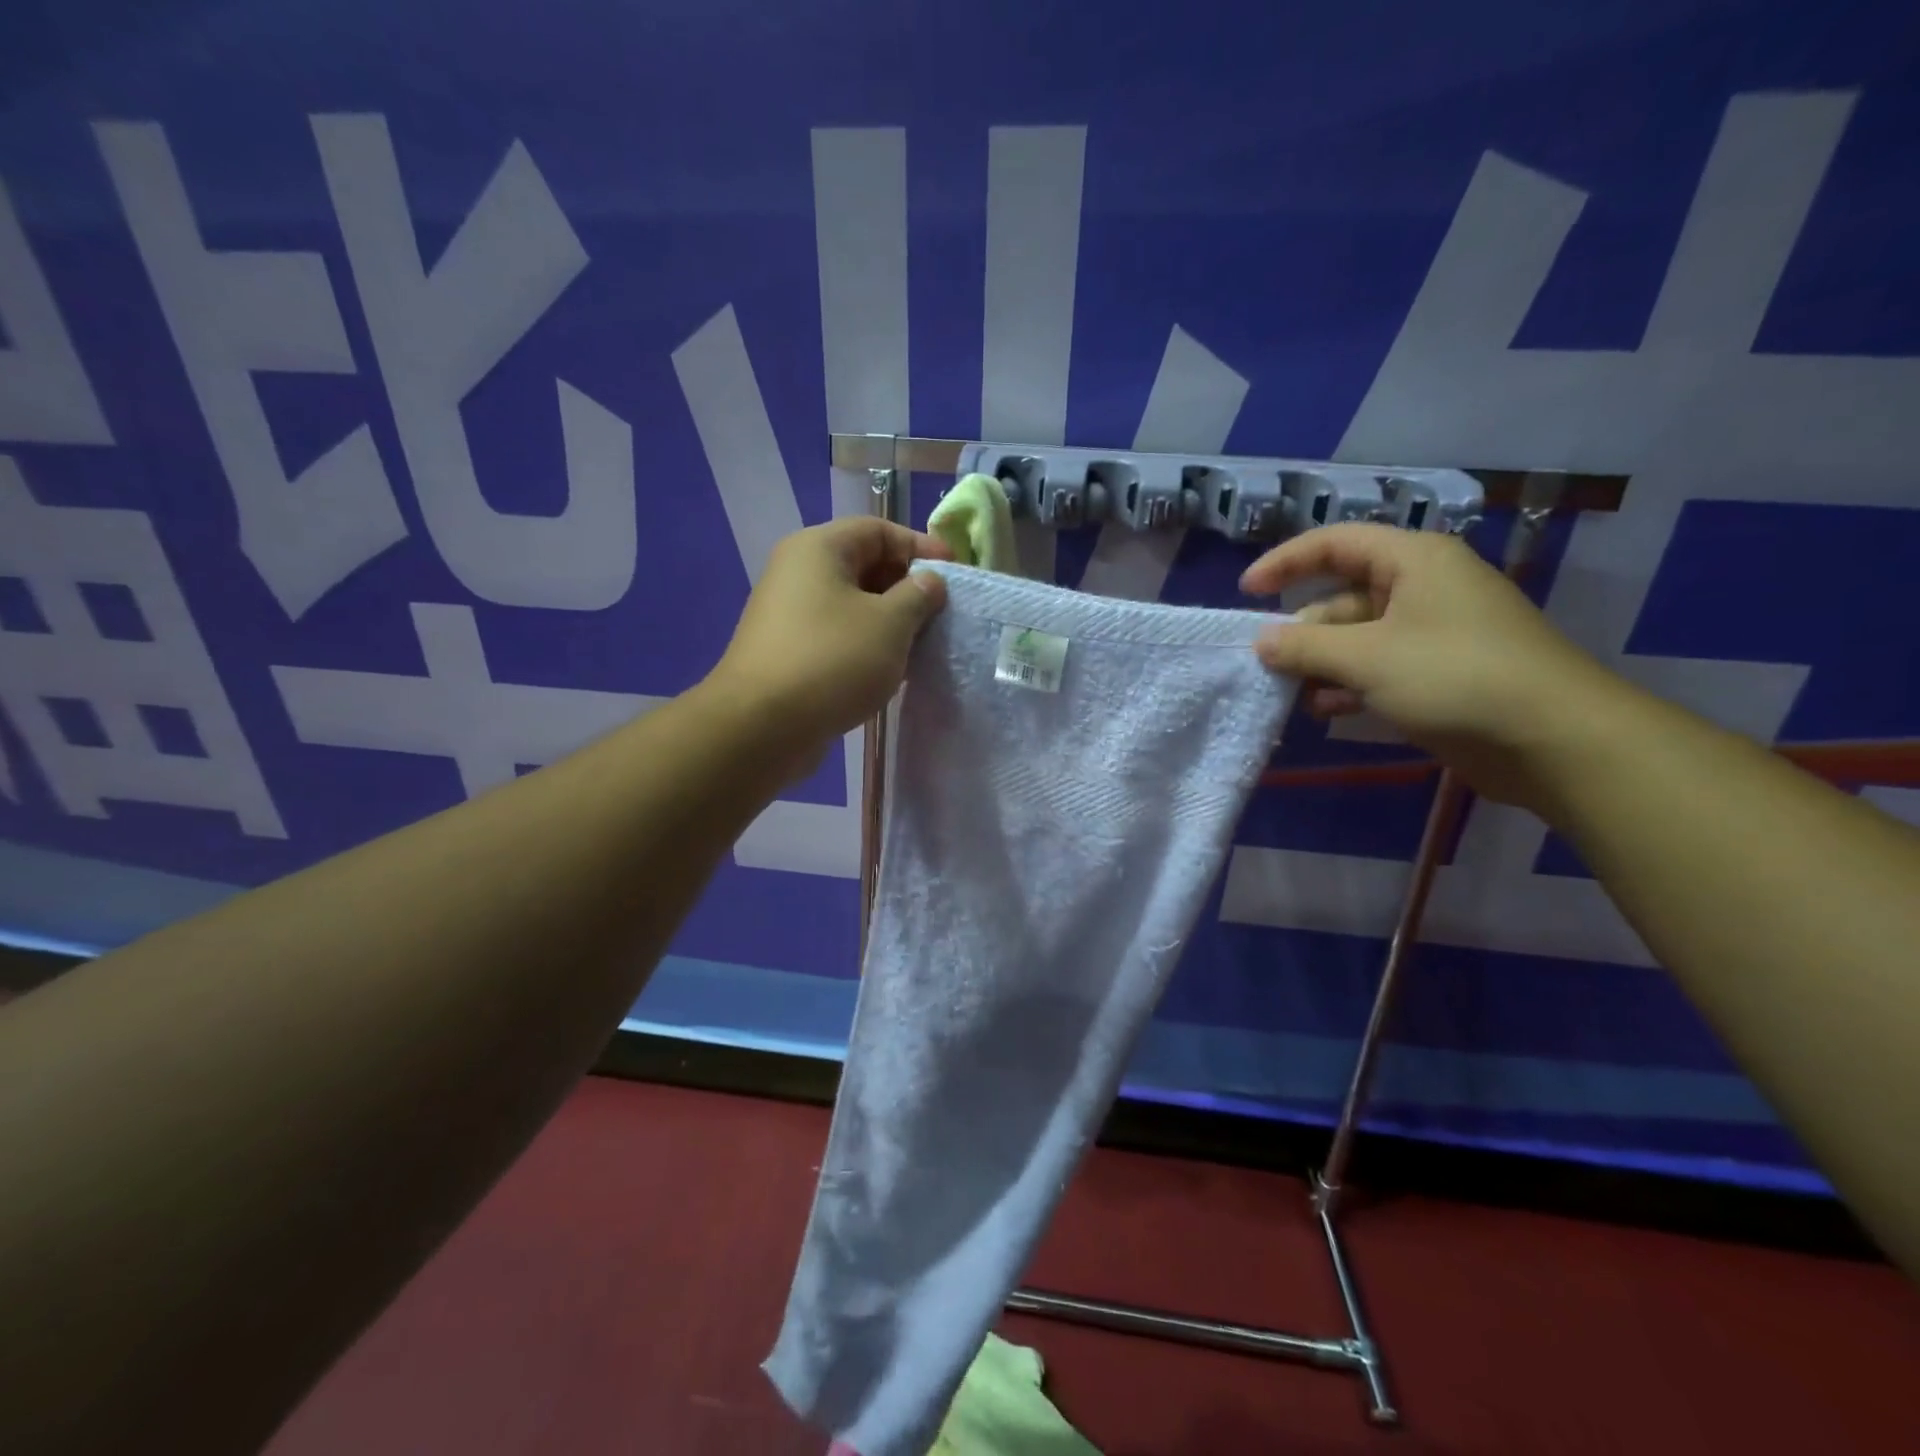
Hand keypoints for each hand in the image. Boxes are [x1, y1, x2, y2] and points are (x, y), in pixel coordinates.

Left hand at [706, 518, 951, 774]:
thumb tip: (929, 581)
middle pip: (863, 565)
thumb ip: (918, 595)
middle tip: (941, 613)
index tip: (953, 573)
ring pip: (852, 604)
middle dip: (906, 587)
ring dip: (889, 621)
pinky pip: (837, 635)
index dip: (920, 546)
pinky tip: (890, 670)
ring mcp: (789, 614)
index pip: (878, 530)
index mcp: (819, 549)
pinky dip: (866, 645)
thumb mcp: (890, 624)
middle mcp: (798, 572)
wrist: (762, 726)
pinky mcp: (789, 651)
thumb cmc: (832, 660)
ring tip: (922, 644)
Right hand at [1242, 523, 1620, 806]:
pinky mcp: (1440, 672)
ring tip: (1290, 693)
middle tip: (1267, 663)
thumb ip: (1305, 647)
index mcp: (1413, 560)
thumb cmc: (1454, 677)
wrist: (1553, 738)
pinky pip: (1380, 667)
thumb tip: (1261, 641)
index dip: (1286, 562)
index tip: (1246, 593)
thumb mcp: (1366, 658)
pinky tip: (1326, 710)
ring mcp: (1434, 632)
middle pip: (1343, 595)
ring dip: (1322, 663)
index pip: (1335, 543)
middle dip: (1303, 629)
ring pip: (1359, 637)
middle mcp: (1423, 587)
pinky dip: (1349, 684)